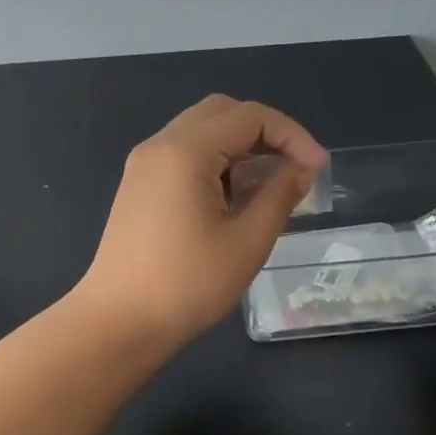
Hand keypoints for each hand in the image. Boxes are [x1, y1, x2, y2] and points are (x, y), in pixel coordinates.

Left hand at [73, 95, 326, 349]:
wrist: (118, 322)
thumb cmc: (186, 285)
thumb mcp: (246, 242)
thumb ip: (279, 196)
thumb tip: (302, 170)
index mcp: (185, 151)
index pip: (249, 116)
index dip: (291, 135)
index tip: (317, 169)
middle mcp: (160, 145)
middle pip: (222, 112)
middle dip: (265, 132)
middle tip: (294, 168)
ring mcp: (143, 163)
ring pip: (201, 130)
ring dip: (239, 146)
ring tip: (268, 184)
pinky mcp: (138, 184)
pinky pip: (182, 152)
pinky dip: (215, 160)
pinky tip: (233, 196)